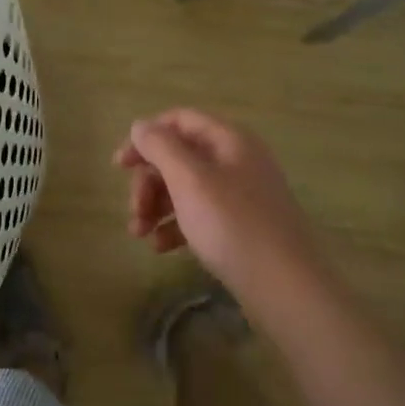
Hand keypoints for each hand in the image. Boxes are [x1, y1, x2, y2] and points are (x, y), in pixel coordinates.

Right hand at [114, 110, 323, 304]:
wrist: (284, 285)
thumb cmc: (231, 224)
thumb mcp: (189, 179)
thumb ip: (160, 147)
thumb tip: (140, 126)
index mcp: (229, 139)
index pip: (180, 120)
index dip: (146, 137)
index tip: (119, 165)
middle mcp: (236, 160)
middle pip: (180, 157)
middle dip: (149, 181)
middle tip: (134, 210)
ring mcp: (241, 194)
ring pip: (186, 188)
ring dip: (157, 206)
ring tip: (139, 234)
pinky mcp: (240, 226)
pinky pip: (199, 214)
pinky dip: (176, 226)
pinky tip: (161, 248)